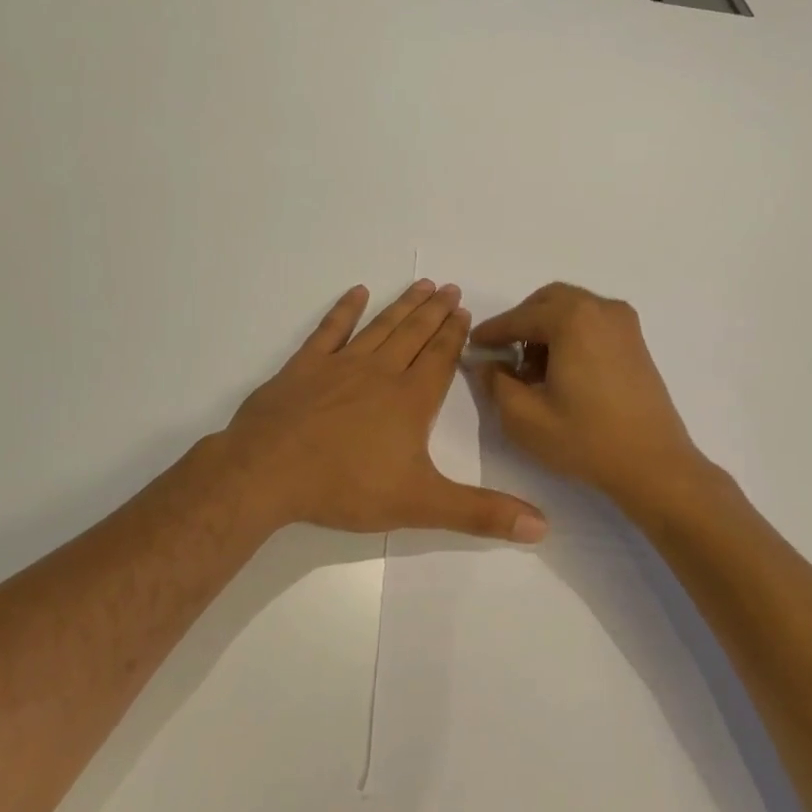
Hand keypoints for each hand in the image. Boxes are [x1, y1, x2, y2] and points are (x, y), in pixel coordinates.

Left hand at [221, 282, 548, 542]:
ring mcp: (340, 364)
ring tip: (422, 284)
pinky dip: (344, 310)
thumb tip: (543, 526)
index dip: (454, 335)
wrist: (269, 472)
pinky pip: (330, 330)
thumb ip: (481, 513)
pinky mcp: (304, 366)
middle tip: (450, 288)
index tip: (465, 312)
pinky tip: (357, 292)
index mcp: (410, 399)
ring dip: (403, 305)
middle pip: (414, 334)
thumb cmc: (347, 486)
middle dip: (435, 311)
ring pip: (380, 326)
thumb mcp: (421, 505)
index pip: (440, 358)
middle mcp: (381, 371)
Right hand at [470, 283, 710, 506]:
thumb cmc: (585, 439)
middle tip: (504, 355)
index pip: (520, 317)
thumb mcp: (524, 417)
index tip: (473, 345)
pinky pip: (593, 322)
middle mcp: (600, 308)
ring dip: (547, 329)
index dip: (492, 331)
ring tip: (533, 371)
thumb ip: (496, 383)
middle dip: (522, 323)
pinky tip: (562, 371)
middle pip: (548, 301)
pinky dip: (571, 335)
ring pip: (572, 309)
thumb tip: (486, 363)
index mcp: (573, 318)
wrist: (653, 463)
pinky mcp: (636, 341)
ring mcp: (624, 323)